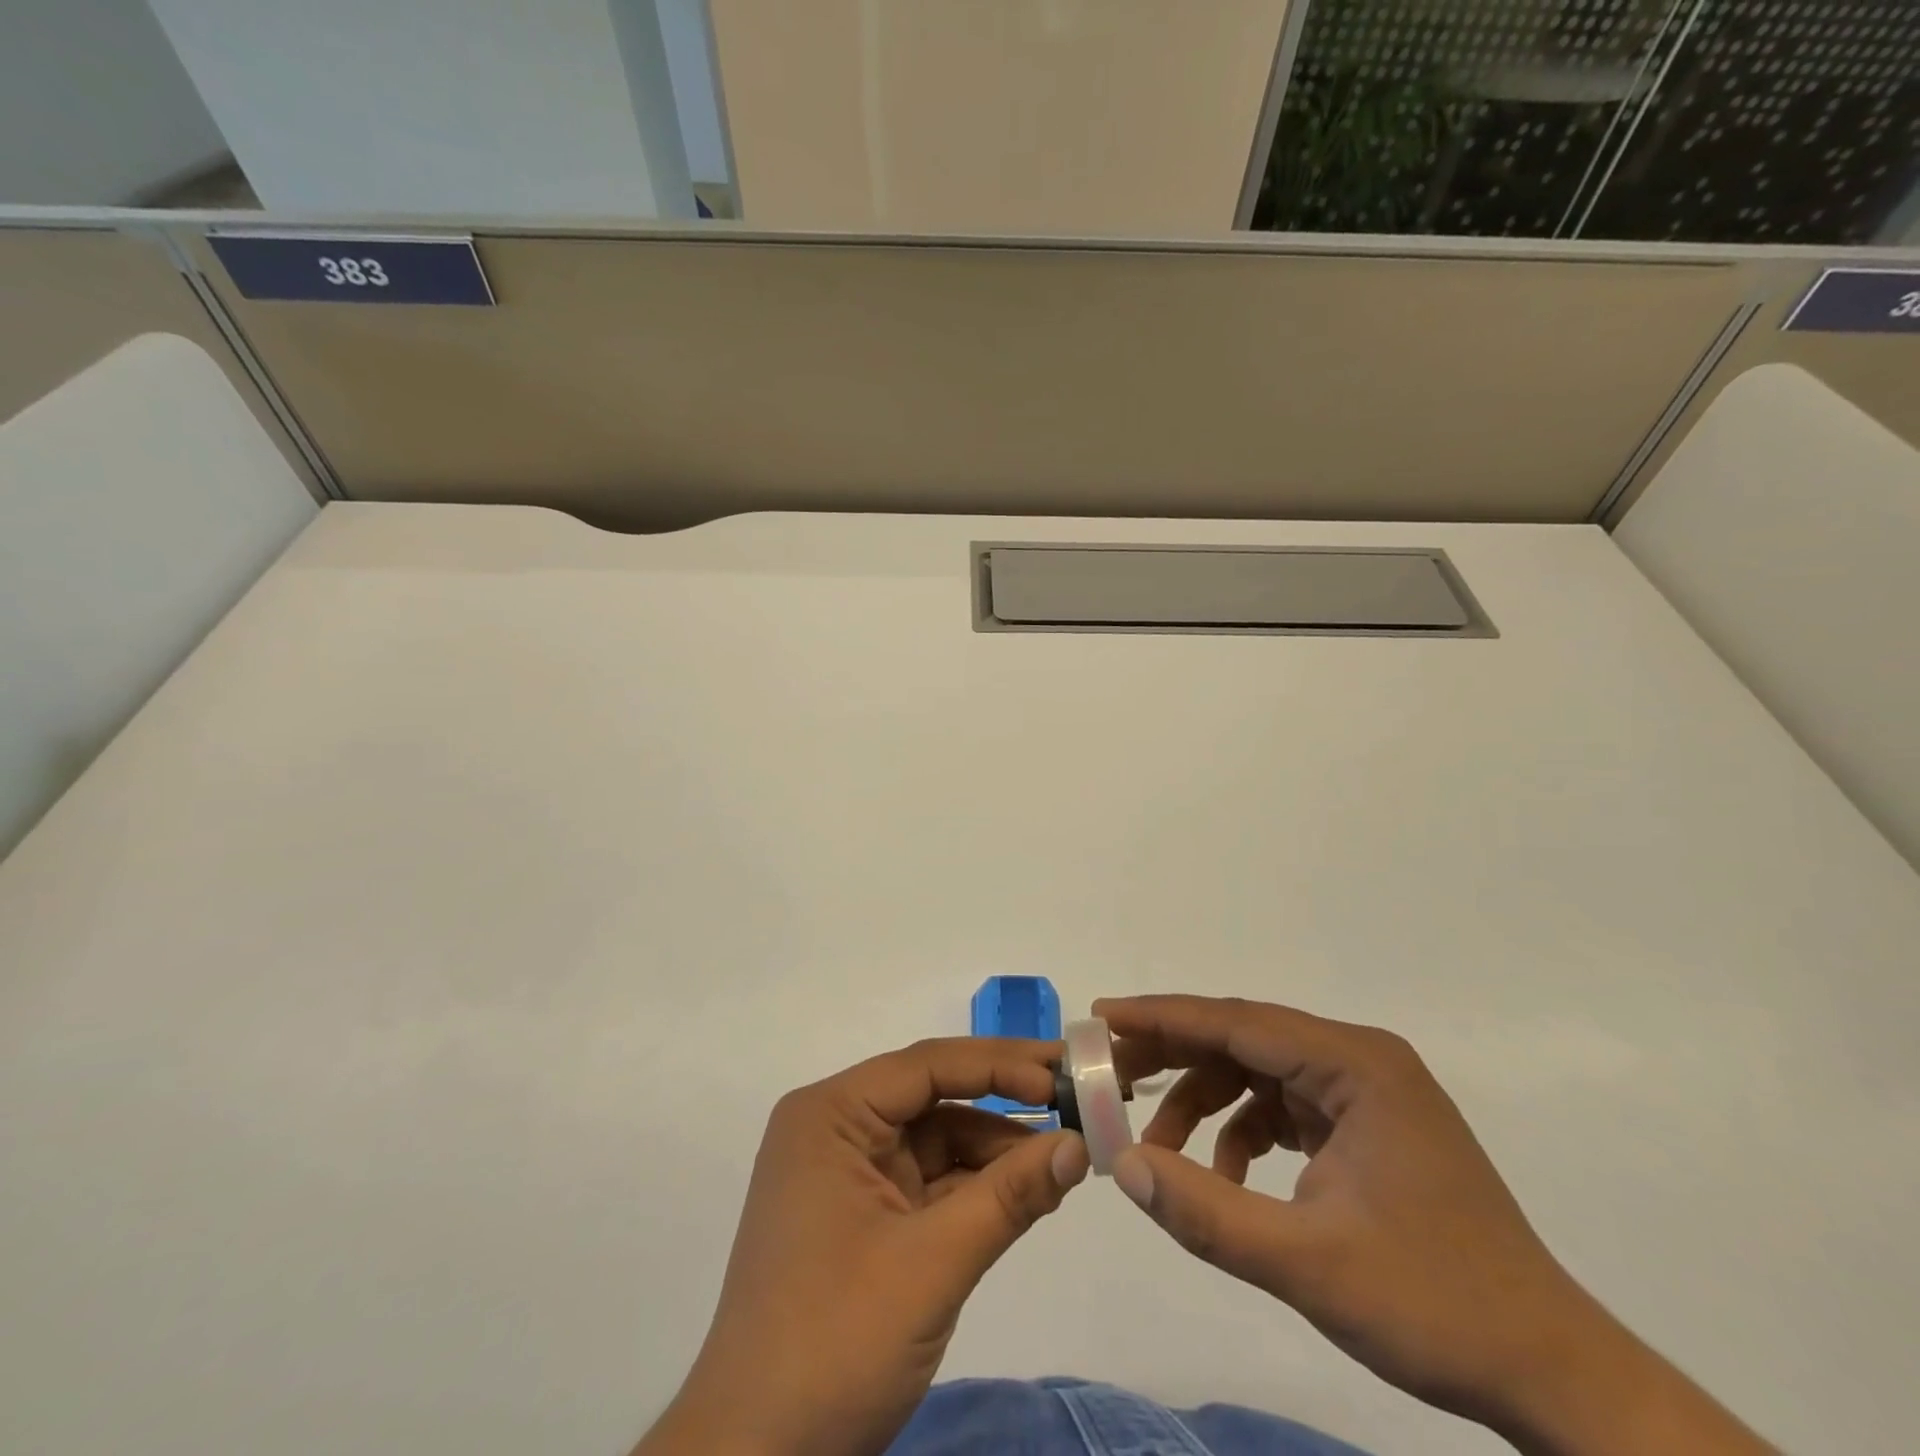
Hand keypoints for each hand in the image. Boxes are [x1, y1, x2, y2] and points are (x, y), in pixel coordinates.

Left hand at [636, 1038, 1089, 1455]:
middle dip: (1003, 1103)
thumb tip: (1080, 1145)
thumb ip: (1009, 1197)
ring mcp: (848, 1173)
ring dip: (997, 1150)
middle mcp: (836, 1129)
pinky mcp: (863, 1216)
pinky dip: (977, 1187)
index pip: (926, 1067)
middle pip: (932, 1097)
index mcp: (831, 1115)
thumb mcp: (932, 1264)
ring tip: (1065, 1156)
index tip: (1061, 1072)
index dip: (999, 1065)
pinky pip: (929, 1181)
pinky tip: (1028, 1191)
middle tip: (1074, 1100)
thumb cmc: (834, 1342)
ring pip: (937, 1140)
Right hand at [1097, 996, 1770, 1454]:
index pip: (1238, 1021)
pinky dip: (1243, 1131)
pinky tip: (1228, 1178)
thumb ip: (1206, 1212)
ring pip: (1258, 1072)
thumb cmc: (1437, 1307)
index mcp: (1355, 1064)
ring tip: (1160, 1145)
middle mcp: (1359, 1061)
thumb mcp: (1308, 1263)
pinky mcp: (1366, 1127)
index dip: (1163, 1016)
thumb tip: (1121, 1164)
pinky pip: (1283, 1107)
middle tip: (1110, 1074)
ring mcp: (1365, 1093)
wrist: (1554, 1376)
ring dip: (1205, 1102)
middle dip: (1173, 1055)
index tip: (1103, 1016)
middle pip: (1243, 1038)